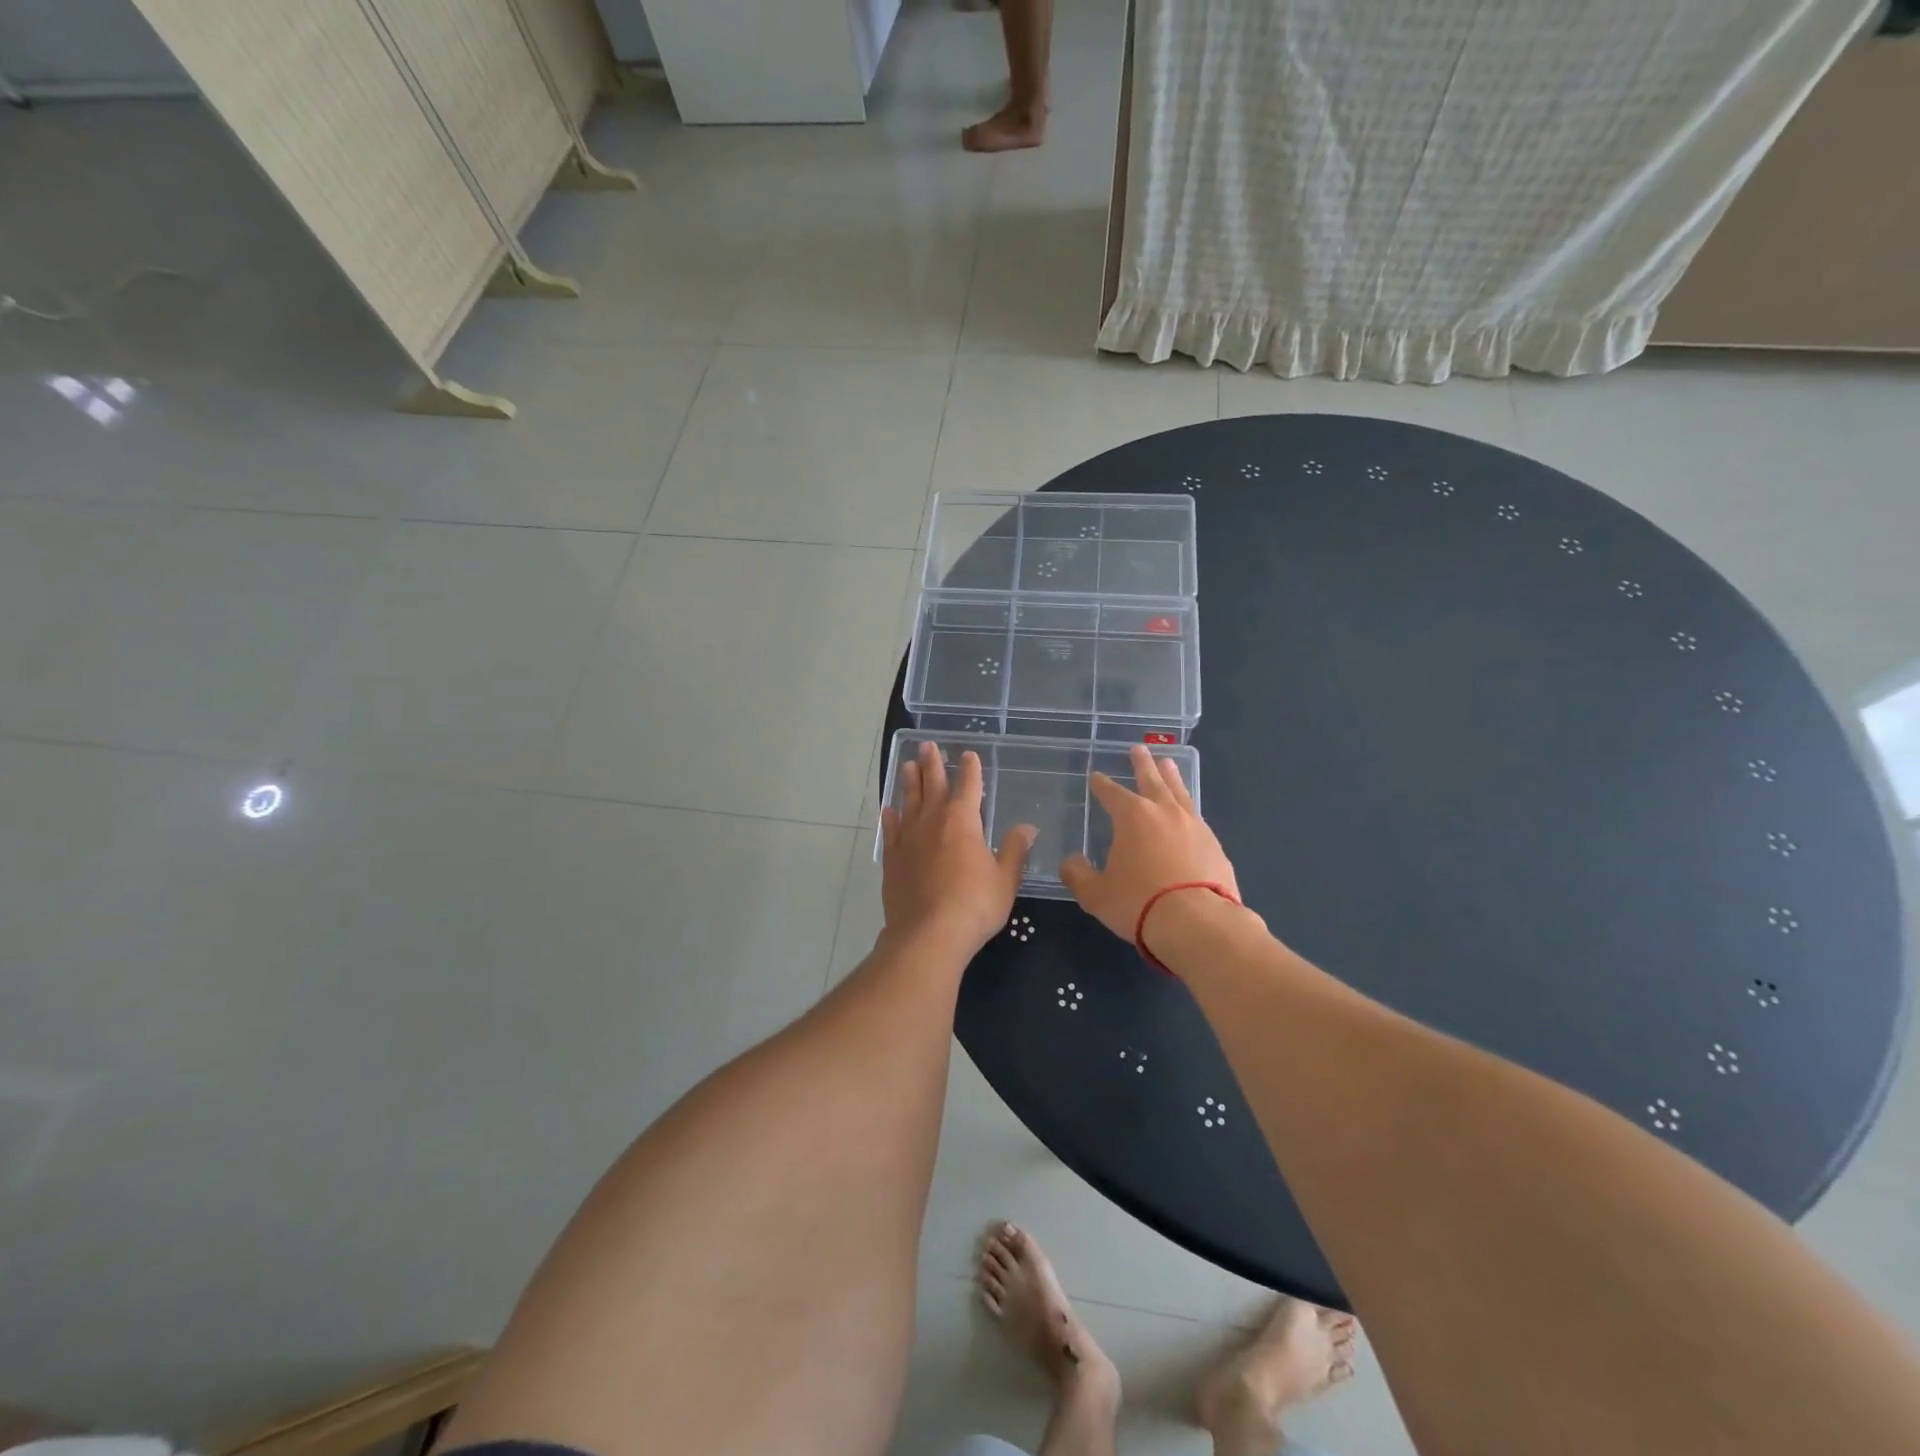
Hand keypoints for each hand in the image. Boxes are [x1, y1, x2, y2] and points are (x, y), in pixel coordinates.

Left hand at [880, 743, 1035, 955]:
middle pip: (933, 785)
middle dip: (933, 764)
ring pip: (909, 802)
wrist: (928, 935)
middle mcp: (932, 822)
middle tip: (927, 745)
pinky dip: (891, 818)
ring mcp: (908, 840)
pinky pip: (891, 831)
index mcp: (963, 821)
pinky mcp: (893, 860)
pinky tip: (889, 810)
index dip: (970, 769)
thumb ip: (1015, 850)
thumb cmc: (974, 905)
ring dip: (909, 783)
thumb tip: (1027, 827)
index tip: (969, 754)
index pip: (969, 786)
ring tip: (908, 766)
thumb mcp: (1005, 879)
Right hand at [1060, 744, 1238, 942]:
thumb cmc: (1139, 903)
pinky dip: (1188, 809)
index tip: (1096, 776)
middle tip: (1139, 748)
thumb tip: (1070, 863)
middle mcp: (1165, 812)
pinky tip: (1188, 813)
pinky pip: (1197, 818)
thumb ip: (1078, 875)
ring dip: (1172, 777)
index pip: (1112, 793)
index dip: (1102, 784)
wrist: (1198, 924)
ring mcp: (1195, 826)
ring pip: (1180, 793)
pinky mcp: (1215, 846)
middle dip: (1142, 764)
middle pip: (1152, 779)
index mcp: (1133, 817)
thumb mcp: (1096, 894)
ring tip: (1168, 764)